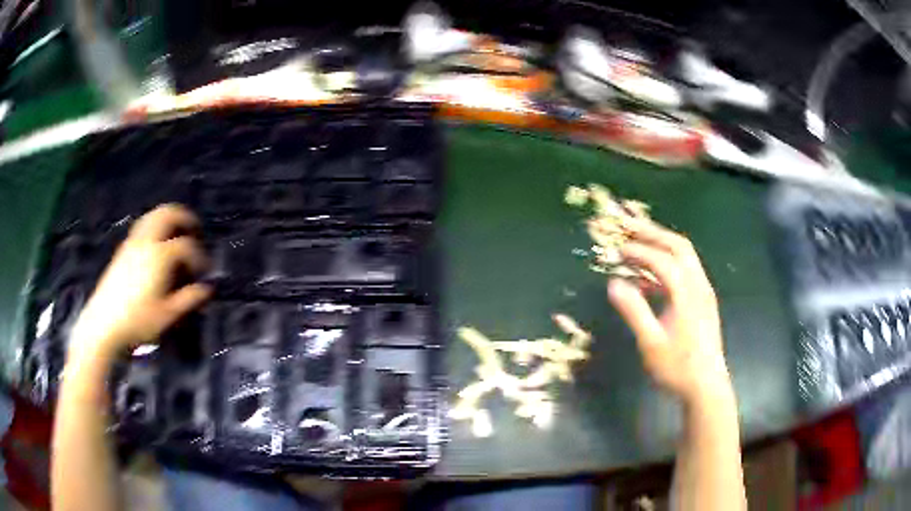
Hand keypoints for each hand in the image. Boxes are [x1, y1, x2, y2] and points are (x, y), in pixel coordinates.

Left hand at [71, 204, 211, 364]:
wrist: (104, 323)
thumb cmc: (138, 321)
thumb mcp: (167, 315)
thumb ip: (188, 299)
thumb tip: (206, 289)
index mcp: (160, 256)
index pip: (186, 246)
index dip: (199, 256)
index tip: (204, 272)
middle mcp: (147, 242)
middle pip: (168, 214)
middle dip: (184, 218)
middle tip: (194, 229)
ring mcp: (133, 243)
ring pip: (153, 216)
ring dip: (168, 218)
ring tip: (177, 231)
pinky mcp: (123, 249)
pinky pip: (143, 226)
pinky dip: (155, 225)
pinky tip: (156, 244)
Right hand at [606, 217, 731, 406]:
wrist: (706, 386)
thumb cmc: (678, 367)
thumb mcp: (651, 342)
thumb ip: (634, 310)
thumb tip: (613, 283)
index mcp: (687, 293)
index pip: (662, 260)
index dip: (639, 251)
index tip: (617, 248)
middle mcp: (698, 285)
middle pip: (679, 246)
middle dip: (653, 233)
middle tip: (629, 226)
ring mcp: (703, 292)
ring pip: (684, 256)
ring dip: (661, 246)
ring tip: (637, 245)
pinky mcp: (703, 301)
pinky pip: (685, 272)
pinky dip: (667, 265)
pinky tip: (649, 280)